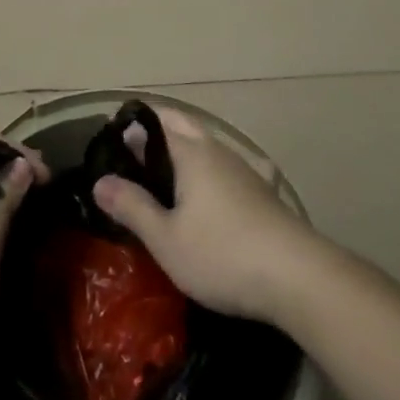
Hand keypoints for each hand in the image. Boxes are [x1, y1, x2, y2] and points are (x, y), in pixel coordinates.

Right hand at [92, 107, 319, 323]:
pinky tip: (202, 199)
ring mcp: (244, 170)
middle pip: (183, 126)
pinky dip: (204, 172)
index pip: (155, 122)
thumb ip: (131, 207)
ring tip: (159, 179)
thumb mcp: (166, 239)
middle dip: (156, 132)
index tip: (109, 147)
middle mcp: (218, 151)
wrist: (298, 277)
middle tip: (131, 158)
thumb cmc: (222, 253)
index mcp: (192, 153)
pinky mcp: (261, 193)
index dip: (131, 129)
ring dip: (182, 152)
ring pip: (206, 146)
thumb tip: (100, 181)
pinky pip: (223, 169)